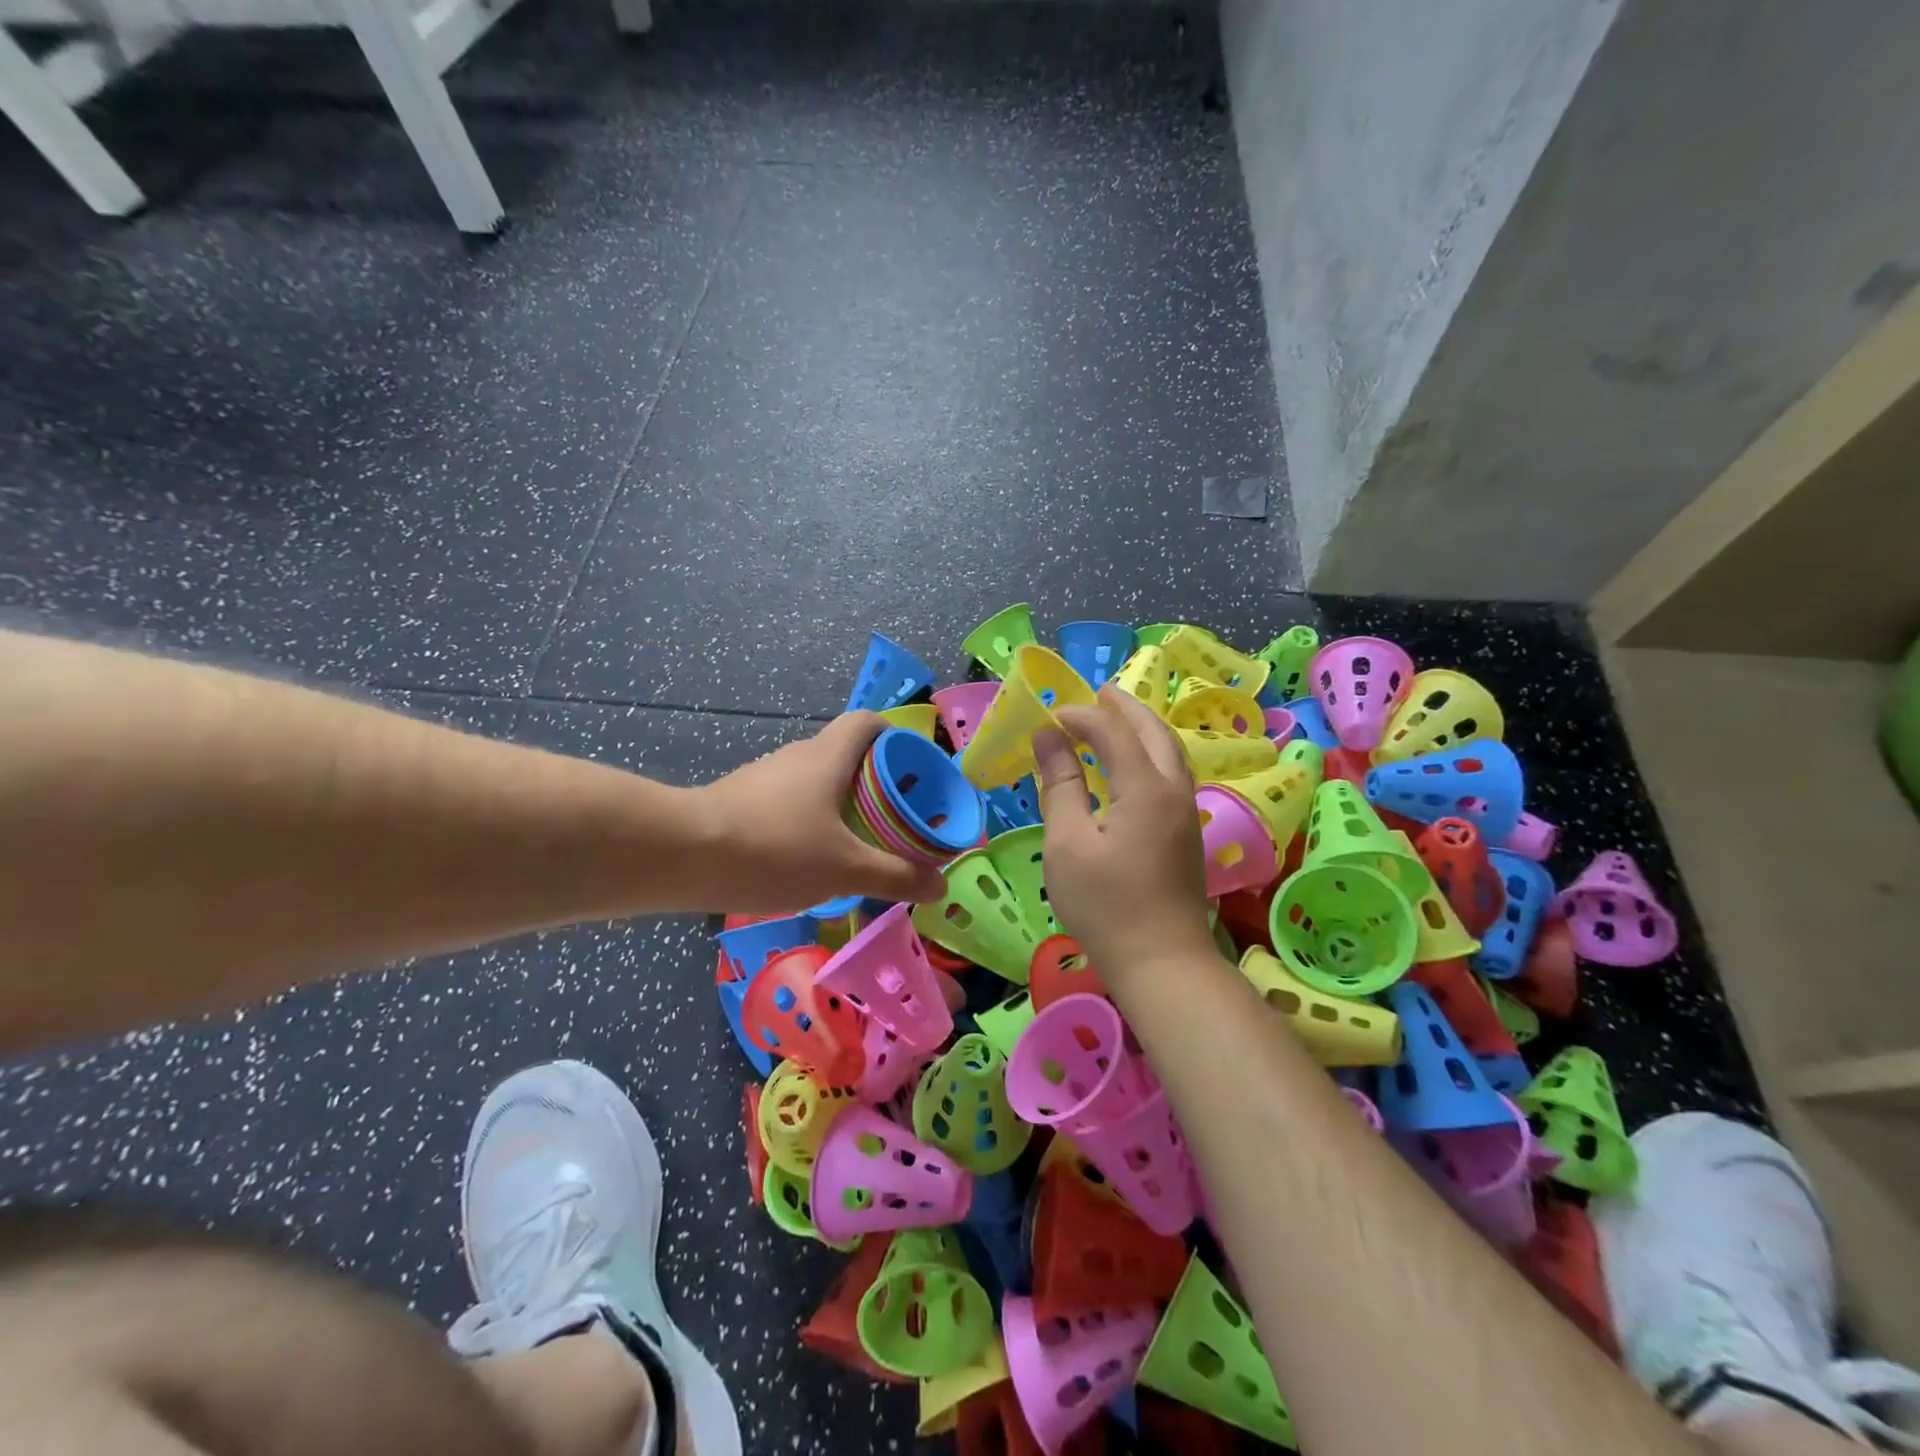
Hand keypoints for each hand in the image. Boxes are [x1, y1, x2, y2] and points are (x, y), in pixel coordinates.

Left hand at [694, 712, 947, 912]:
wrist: (681, 856)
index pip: (869, 722)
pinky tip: (807, 860)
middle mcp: (797, 756)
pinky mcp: (740, 801)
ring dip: (840, 805)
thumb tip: (941, 884)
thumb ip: (895, 876)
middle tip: (894, 820)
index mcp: (829, 756)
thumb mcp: (845, 869)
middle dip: (875, 783)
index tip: (914, 772)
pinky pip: (788, 803)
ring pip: (815, 781)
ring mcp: (764, 777)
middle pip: (846, 754)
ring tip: (855, 846)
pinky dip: (807, 822)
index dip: (897, 738)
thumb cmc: (775, 849)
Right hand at [1032, 686, 1216, 986]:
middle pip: (1153, 731)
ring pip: (1169, 751)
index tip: (1049, 717)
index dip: (1081, 716)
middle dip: (1125, 706)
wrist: (1162, 962)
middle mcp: (1173, 789)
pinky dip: (1150, 752)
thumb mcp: (1068, 843)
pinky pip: (1171, 772)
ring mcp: (1186, 811)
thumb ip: (1060, 785)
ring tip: (1115, 715)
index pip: (1113, 731)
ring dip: (1143, 727)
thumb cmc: (1105, 905)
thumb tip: (1048, 737)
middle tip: (1097, 690)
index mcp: (1145, 787)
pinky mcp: (1187, 832)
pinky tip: (1131, 763)